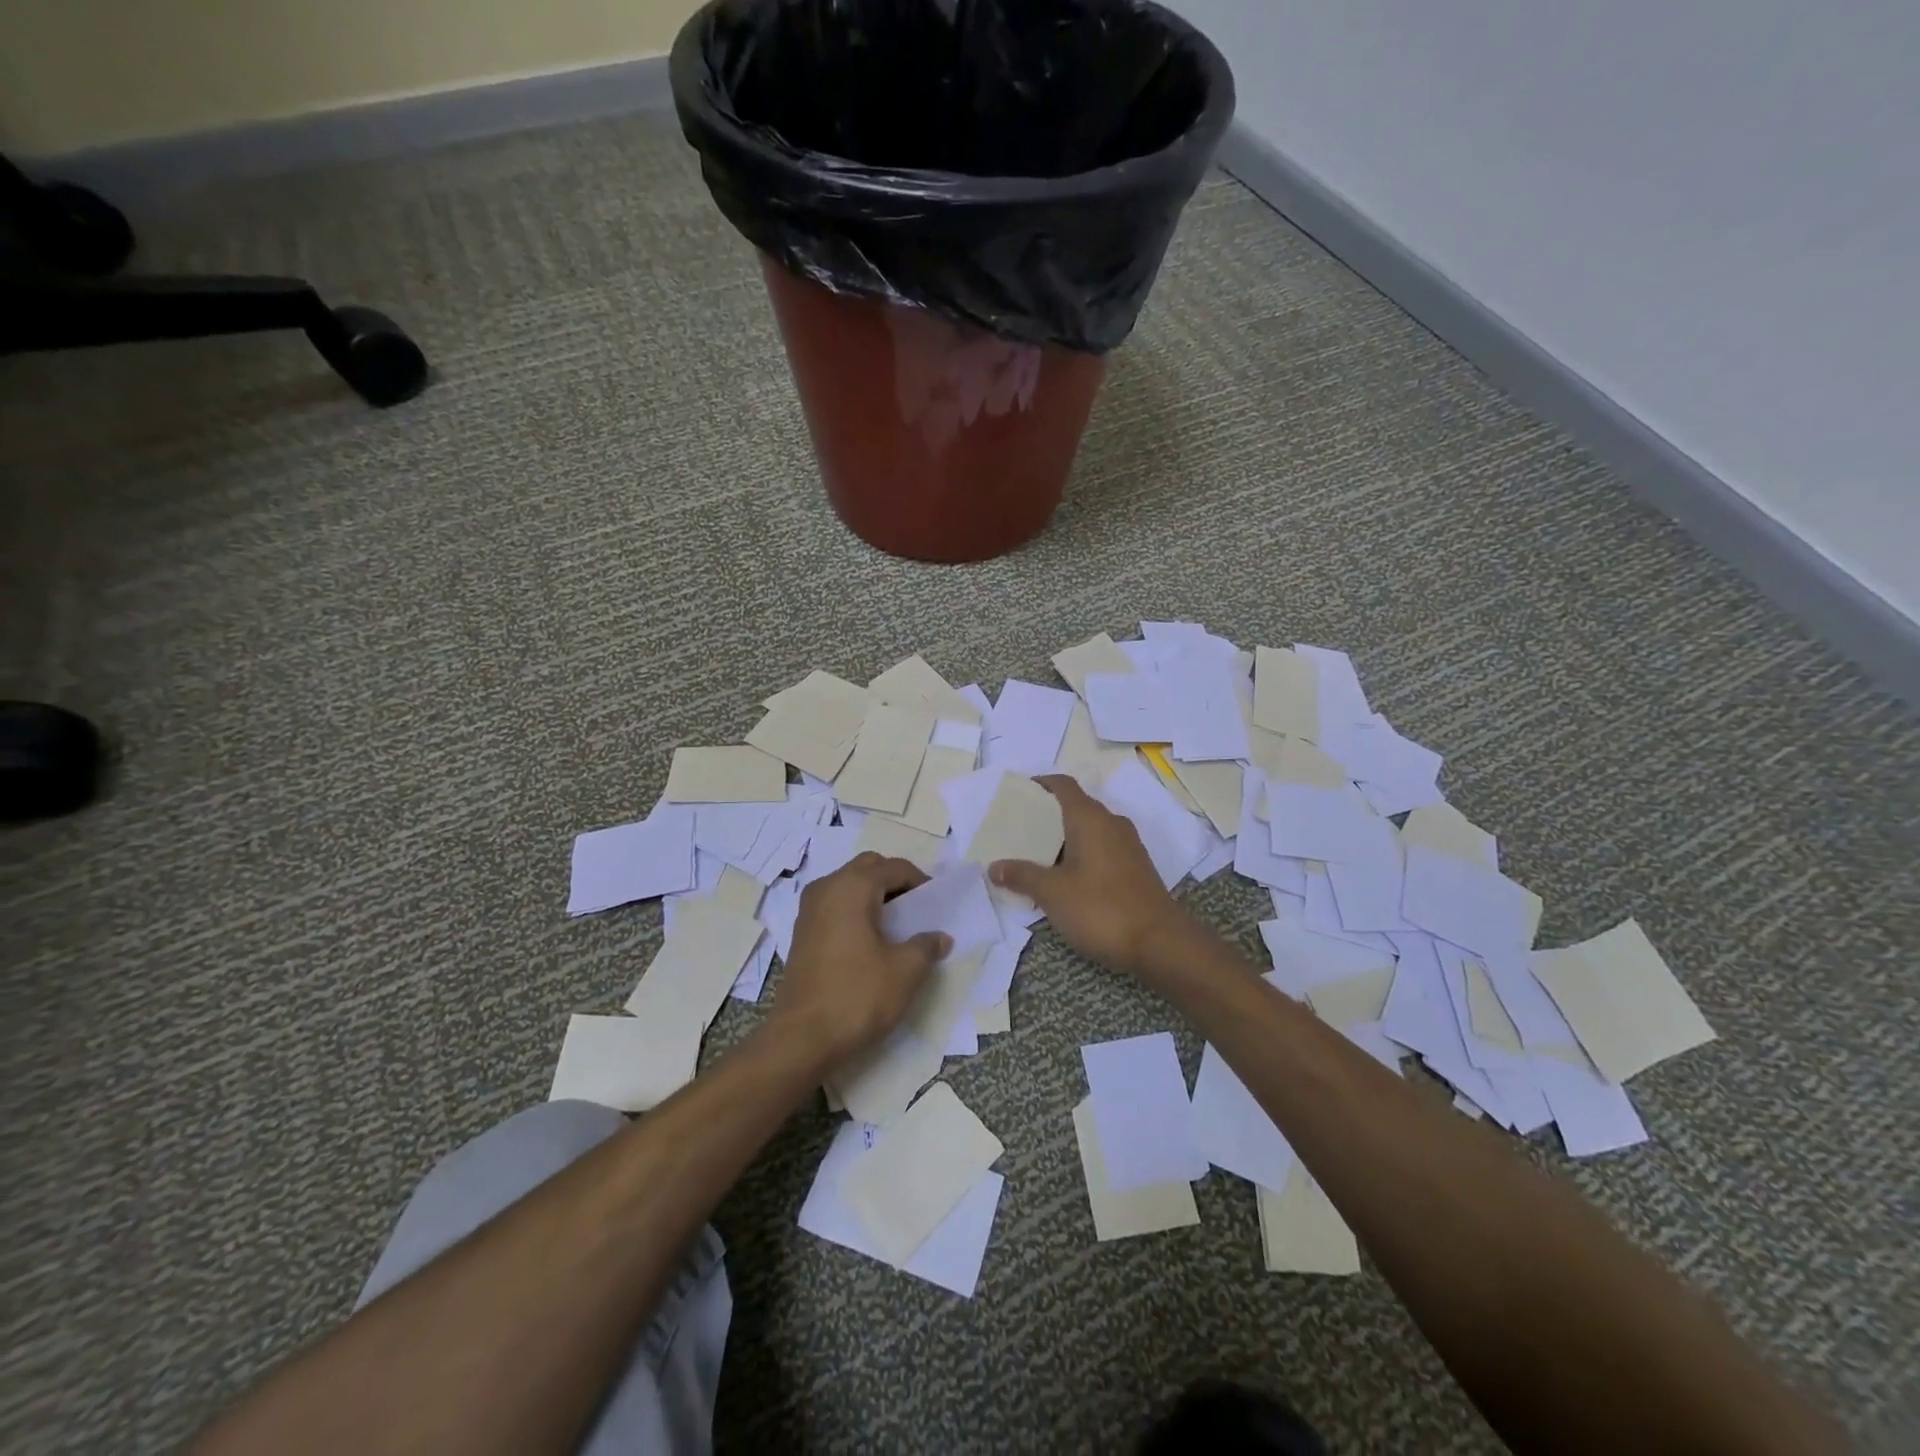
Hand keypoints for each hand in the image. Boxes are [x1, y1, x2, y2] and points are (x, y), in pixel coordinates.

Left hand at [769, 853, 950, 1067]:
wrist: (802, 1038)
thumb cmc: (858, 996)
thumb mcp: (905, 971)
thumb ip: (926, 946)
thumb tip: (940, 937)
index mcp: (853, 886)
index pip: (894, 868)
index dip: (920, 882)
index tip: (937, 905)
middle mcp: (827, 887)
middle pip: (868, 868)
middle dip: (894, 881)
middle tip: (915, 909)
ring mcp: (809, 910)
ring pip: (848, 885)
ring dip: (872, 895)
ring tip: (895, 926)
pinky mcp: (801, 933)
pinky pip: (834, 905)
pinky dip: (855, 911)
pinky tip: (869, 941)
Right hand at [988, 774, 1189, 977]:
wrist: (1160, 942)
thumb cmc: (1101, 908)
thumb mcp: (1052, 893)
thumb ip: (1022, 876)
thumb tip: (994, 867)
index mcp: (1090, 818)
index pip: (1063, 785)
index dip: (1040, 784)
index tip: (1018, 795)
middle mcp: (1111, 823)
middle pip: (1075, 807)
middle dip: (1047, 816)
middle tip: (1019, 832)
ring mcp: (1128, 845)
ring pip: (1090, 830)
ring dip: (1065, 839)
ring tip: (1037, 857)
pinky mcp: (1136, 867)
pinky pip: (1102, 848)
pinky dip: (1082, 855)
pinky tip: (1066, 879)